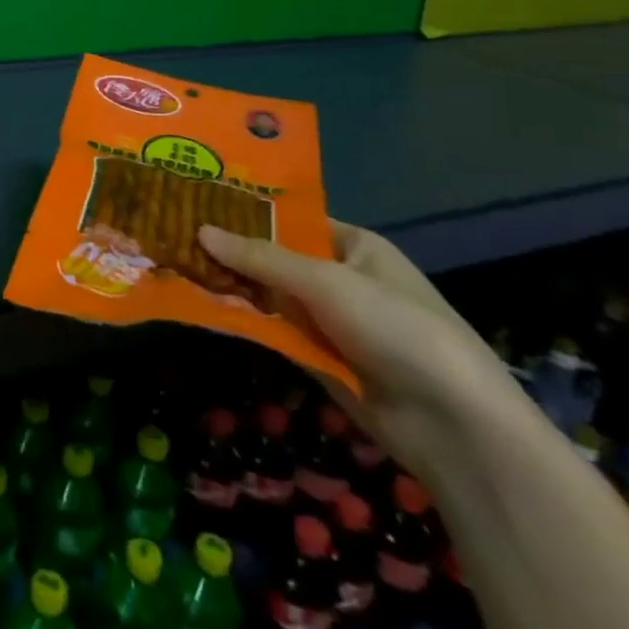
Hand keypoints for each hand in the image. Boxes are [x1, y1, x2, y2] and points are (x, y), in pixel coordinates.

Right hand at [201, 219, 518, 481]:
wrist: (453, 425)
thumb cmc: (396, 328)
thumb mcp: (326, 282)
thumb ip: (261, 258)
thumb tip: (200, 230)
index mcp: (355, 246)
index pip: (292, 219)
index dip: (248, 212)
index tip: (198, 203)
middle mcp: (342, 278)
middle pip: (276, 258)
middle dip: (232, 252)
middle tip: (174, 234)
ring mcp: (331, 321)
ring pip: (270, 296)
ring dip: (233, 287)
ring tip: (176, 266)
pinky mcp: (321, 359)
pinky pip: (275, 331)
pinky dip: (246, 321)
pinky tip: (203, 307)